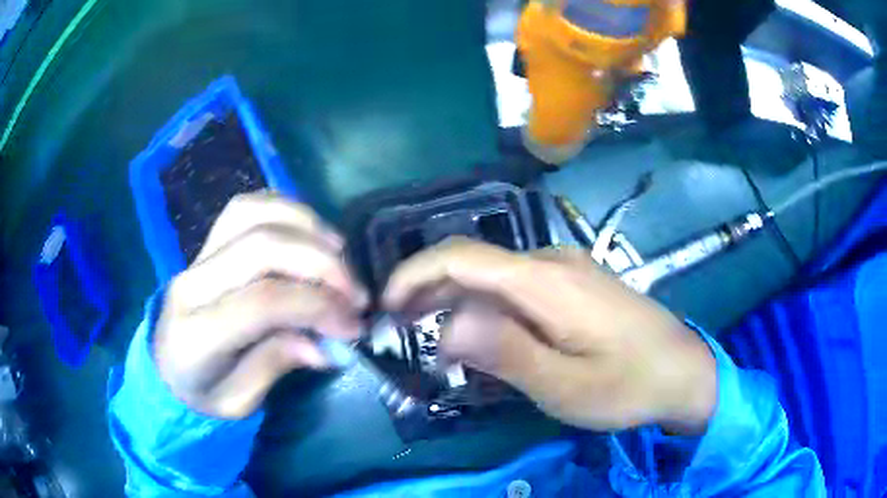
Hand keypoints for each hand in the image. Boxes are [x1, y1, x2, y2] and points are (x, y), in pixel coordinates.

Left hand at [154, 192, 367, 418]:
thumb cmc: (203, 394)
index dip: (317, 306)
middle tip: (356, 293)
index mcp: (197, 336)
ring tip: (339, 255)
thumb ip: (276, 365)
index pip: (263, 302)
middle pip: (261, 247)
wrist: (166, 368)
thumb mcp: (240, 402)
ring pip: (253, 213)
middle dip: (322, 264)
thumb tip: (327, 343)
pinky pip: (246, 207)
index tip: (355, 325)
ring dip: (307, 227)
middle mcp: (193, 284)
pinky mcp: (206, 243)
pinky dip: (284, 210)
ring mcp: (197, 256)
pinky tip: (308, 234)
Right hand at [384, 238, 715, 434]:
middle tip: (404, 333)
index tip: (387, 307)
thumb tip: (448, 325)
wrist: (684, 371)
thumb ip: (505, 351)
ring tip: (436, 343)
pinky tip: (482, 338)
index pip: (462, 257)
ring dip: (457, 304)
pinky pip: (516, 289)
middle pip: (474, 263)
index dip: (415, 274)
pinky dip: (487, 309)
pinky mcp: (574, 285)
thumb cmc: (627, 385)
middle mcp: (552, 261)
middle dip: (429, 292)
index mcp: (546, 280)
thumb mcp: (563, 385)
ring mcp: (566, 270)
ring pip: (493, 277)